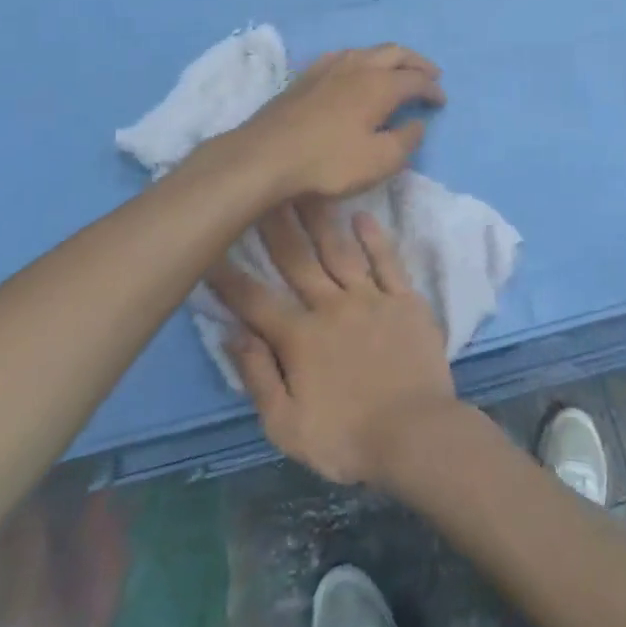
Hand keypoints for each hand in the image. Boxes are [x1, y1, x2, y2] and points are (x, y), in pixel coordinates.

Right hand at [210, 198, 461, 487]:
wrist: (415, 434)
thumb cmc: (346, 438)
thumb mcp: (286, 426)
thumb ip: (258, 377)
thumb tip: (231, 335)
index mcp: (300, 337)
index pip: (255, 301)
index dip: (229, 276)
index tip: (209, 248)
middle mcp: (332, 306)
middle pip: (297, 261)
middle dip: (274, 226)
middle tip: (260, 192)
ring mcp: (371, 297)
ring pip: (339, 250)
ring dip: (320, 218)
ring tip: (305, 187)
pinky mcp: (405, 299)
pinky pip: (387, 260)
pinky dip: (374, 237)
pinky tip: (361, 214)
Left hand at [229, 44, 444, 201]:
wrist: (265, 156)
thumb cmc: (328, 162)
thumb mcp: (379, 161)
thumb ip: (406, 141)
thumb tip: (418, 123)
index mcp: (380, 85)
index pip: (416, 79)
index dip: (432, 89)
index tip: (441, 101)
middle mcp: (357, 66)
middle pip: (395, 53)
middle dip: (417, 62)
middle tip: (431, 74)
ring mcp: (328, 67)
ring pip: (368, 50)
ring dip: (389, 57)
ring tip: (397, 69)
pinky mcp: (306, 76)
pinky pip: (343, 56)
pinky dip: (361, 59)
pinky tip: (355, 70)